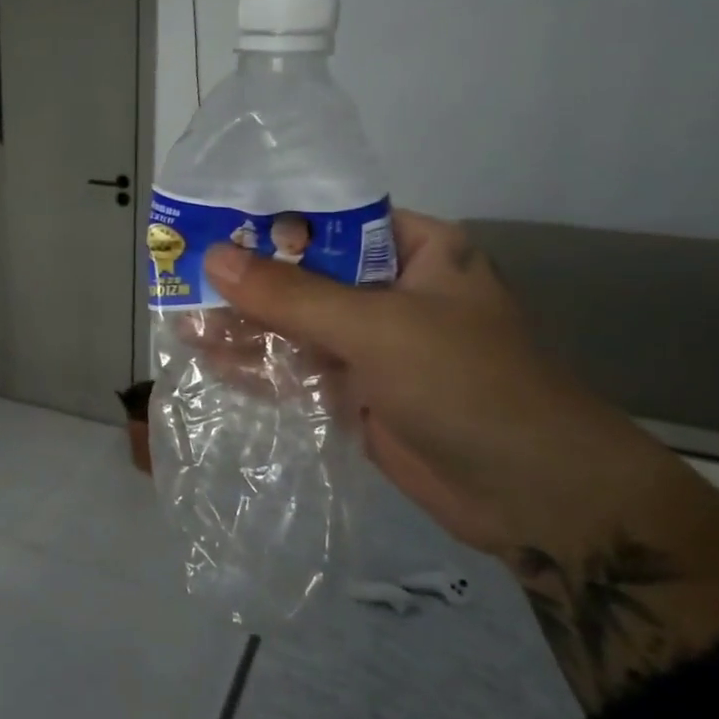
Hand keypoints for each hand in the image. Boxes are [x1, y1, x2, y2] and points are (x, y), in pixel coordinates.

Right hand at [203, 209, 637, 556]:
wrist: (536, 498)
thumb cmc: (468, 386)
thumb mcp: (376, 329)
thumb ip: (291, 295)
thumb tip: (213, 258)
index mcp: (415, 251)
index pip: (329, 220)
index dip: (268, 222)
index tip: (209, 225)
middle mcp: (392, 290)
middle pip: (306, 273)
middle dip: (247, 280)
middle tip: (182, 279)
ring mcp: (375, 344)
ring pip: (297, 324)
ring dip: (246, 326)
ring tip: (185, 324)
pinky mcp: (360, 390)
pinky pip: (300, 368)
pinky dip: (261, 366)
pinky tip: (213, 362)